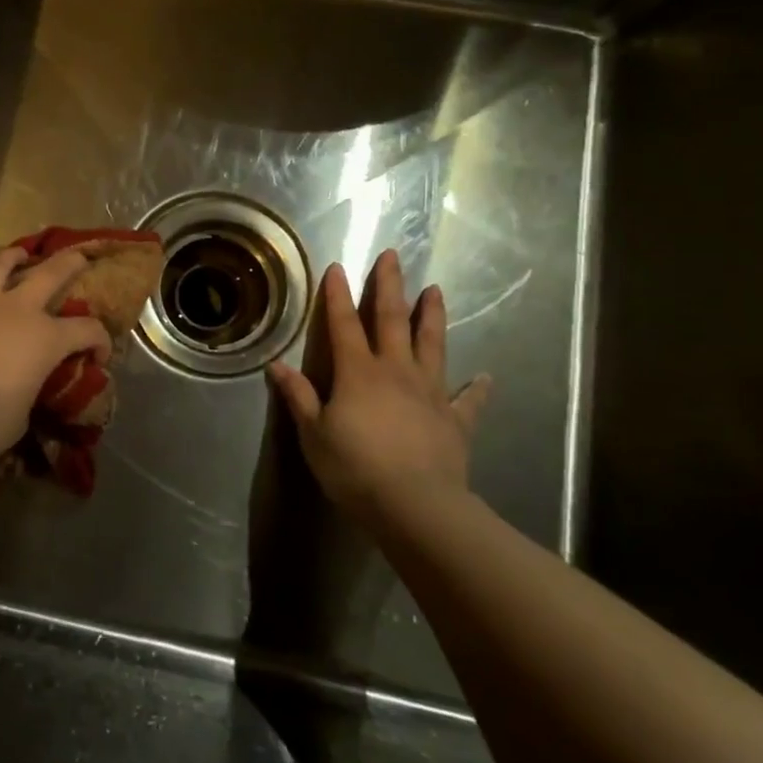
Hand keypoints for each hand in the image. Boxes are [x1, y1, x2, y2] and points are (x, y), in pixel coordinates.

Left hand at [0, 247, 113, 467]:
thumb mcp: (23, 412)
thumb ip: (28, 390)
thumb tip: (21, 390)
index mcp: (45, 338)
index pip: (87, 330)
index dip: (100, 341)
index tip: (99, 356)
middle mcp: (15, 311)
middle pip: (49, 274)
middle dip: (68, 263)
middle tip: (78, 258)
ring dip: (9, 258)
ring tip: (16, 254)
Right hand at [267, 250, 491, 519]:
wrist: (416, 506)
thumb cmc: (355, 468)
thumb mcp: (314, 434)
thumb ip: (298, 397)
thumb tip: (276, 366)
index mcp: (358, 373)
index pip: (344, 325)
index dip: (338, 295)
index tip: (337, 267)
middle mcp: (396, 371)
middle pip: (392, 320)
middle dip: (390, 286)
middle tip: (393, 256)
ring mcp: (430, 393)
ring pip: (432, 345)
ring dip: (432, 317)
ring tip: (436, 291)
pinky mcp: (455, 420)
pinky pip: (469, 400)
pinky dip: (478, 388)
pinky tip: (486, 377)